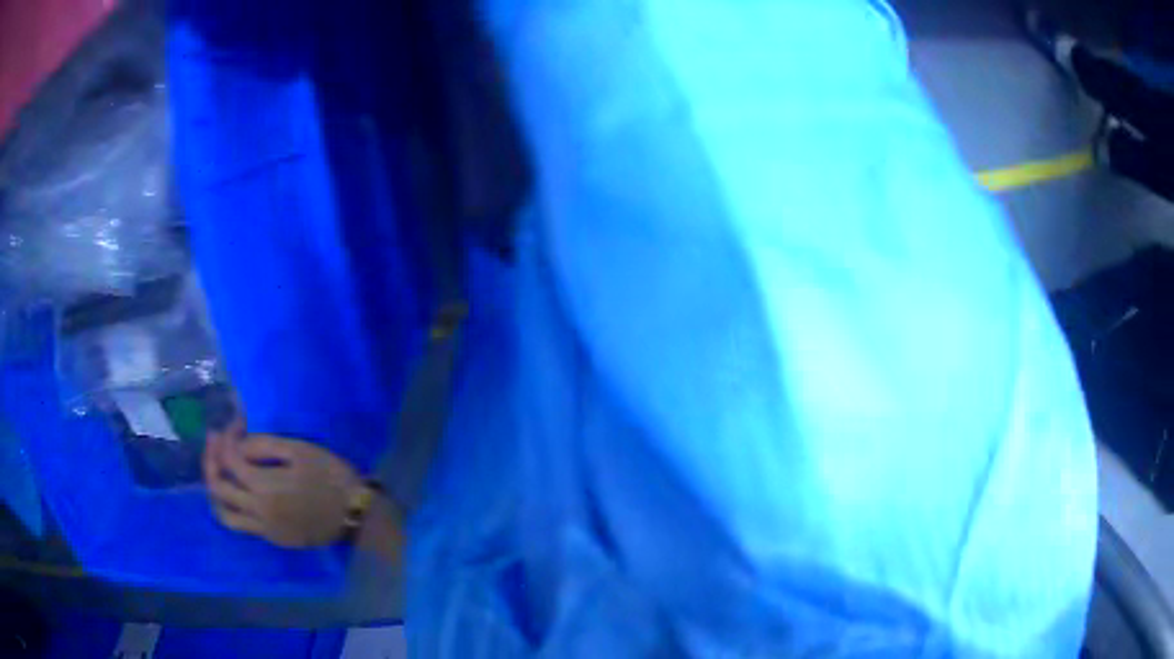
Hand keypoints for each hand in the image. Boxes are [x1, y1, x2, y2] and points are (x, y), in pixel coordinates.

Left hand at [203, 419, 366, 547]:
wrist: (356, 515)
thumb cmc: (331, 477)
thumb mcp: (300, 451)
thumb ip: (264, 445)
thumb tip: (240, 444)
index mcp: (264, 487)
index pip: (229, 459)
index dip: (227, 436)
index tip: (237, 422)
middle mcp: (258, 511)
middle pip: (218, 487)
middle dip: (211, 459)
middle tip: (216, 441)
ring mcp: (265, 529)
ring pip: (224, 514)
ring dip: (216, 491)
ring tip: (219, 472)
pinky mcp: (274, 538)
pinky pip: (242, 524)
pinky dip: (233, 506)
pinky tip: (241, 492)